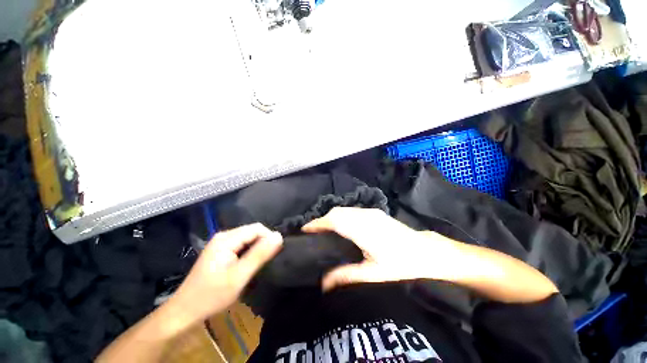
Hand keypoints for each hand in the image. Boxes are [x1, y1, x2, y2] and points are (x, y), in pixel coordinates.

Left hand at [169, 223, 282, 322]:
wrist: (185, 311)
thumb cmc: (212, 295)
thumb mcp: (239, 276)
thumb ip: (260, 254)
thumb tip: (279, 236)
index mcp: (227, 239)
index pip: (257, 228)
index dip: (269, 238)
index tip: (274, 255)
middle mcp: (224, 236)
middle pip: (252, 231)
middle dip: (263, 243)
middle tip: (266, 262)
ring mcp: (221, 243)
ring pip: (248, 238)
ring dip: (257, 248)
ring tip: (259, 264)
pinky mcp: (220, 250)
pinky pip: (242, 244)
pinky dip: (249, 252)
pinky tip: (248, 264)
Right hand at [303, 207, 458, 290]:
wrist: (425, 250)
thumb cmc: (400, 264)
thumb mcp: (373, 274)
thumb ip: (347, 275)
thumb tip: (324, 283)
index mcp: (363, 230)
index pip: (334, 221)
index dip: (318, 223)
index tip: (305, 230)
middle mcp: (364, 216)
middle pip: (337, 212)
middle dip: (321, 220)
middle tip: (312, 233)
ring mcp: (370, 212)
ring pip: (344, 210)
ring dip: (331, 217)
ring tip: (323, 230)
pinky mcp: (374, 212)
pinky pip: (351, 210)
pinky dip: (341, 216)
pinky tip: (340, 226)